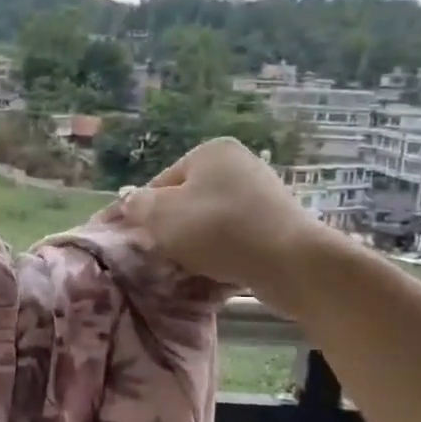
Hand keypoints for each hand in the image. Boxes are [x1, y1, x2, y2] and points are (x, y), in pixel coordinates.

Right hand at [119, 136, 343, 313]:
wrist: (290, 261)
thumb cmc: (217, 229)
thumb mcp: (160, 215)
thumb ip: (137, 205)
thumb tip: (130, 202)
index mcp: (210, 151)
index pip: (159, 183)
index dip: (141, 212)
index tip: (133, 240)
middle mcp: (238, 164)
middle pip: (186, 200)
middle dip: (170, 227)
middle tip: (159, 255)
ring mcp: (262, 192)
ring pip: (209, 220)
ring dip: (194, 241)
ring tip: (186, 266)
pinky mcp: (277, 222)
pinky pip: (235, 235)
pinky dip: (221, 250)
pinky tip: (215, 269)